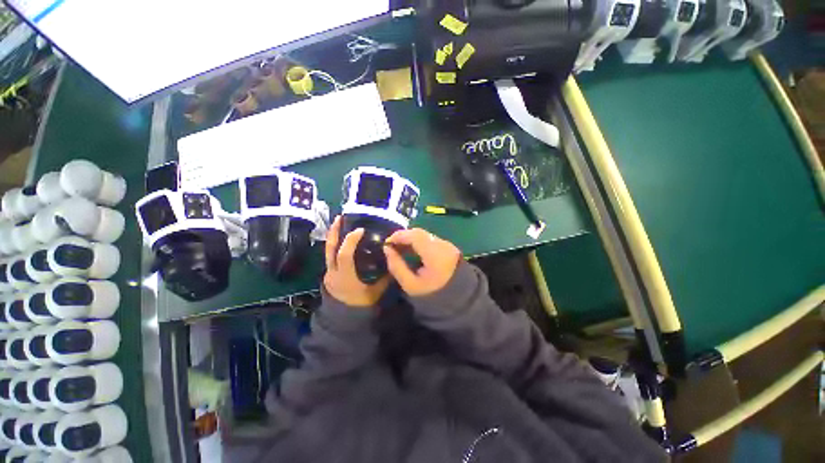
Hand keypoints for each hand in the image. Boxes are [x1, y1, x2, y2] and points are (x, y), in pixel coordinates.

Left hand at [323, 216, 388, 307]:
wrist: (344, 319)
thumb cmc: (360, 306)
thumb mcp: (375, 292)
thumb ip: (385, 277)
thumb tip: (393, 260)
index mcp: (345, 278)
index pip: (344, 255)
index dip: (350, 241)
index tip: (360, 230)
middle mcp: (333, 273)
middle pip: (330, 249)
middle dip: (335, 232)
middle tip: (340, 218)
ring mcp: (329, 272)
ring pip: (328, 250)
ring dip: (334, 236)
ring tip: (340, 223)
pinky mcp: (330, 272)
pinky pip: (331, 255)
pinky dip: (336, 244)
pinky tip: (342, 238)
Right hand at [383, 228, 460, 296]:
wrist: (459, 301)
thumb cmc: (432, 295)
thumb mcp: (410, 285)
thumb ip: (396, 266)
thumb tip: (387, 249)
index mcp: (434, 254)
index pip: (414, 236)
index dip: (398, 236)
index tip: (386, 243)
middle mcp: (443, 245)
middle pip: (420, 233)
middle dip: (404, 236)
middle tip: (392, 246)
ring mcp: (448, 245)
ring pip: (425, 235)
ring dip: (411, 238)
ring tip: (400, 249)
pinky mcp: (449, 247)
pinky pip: (431, 239)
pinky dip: (419, 242)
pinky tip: (413, 251)